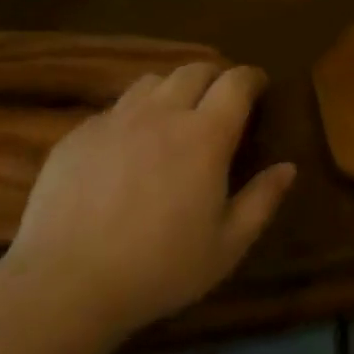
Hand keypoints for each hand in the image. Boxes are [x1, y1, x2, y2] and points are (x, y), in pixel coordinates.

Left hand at [3, 63, 295, 341]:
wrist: (66, 283)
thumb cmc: (158, 269)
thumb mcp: (226, 247)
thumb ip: (261, 201)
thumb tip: (287, 168)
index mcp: (205, 135)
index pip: (236, 82)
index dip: (252, 78)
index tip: (259, 86)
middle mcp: (162, 113)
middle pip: (194, 70)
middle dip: (214, 76)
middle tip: (220, 99)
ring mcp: (115, 120)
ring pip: (152, 82)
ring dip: (173, 89)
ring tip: (174, 114)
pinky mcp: (79, 134)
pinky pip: (115, 108)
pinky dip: (133, 115)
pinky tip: (128, 146)